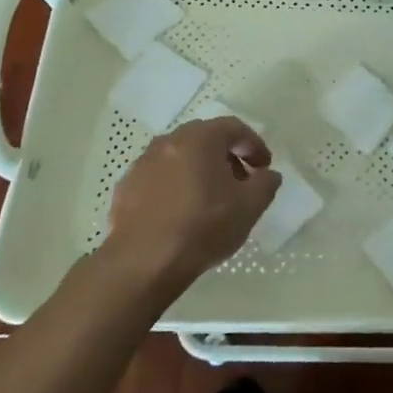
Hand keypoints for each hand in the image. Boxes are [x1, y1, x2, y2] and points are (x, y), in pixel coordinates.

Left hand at [104, 118, 278, 289]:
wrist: (142, 264)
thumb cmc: (203, 227)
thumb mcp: (250, 206)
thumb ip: (266, 183)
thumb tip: (267, 174)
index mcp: (200, 138)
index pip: (234, 128)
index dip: (253, 145)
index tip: (264, 167)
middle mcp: (169, 141)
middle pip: (205, 138)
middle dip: (226, 156)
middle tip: (240, 180)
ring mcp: (142, 164)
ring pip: (179, 157)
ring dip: (199, 169)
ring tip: (210, 198)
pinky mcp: (125, 188)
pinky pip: (159, 177)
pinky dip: (174, 185)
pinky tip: (181, 212)